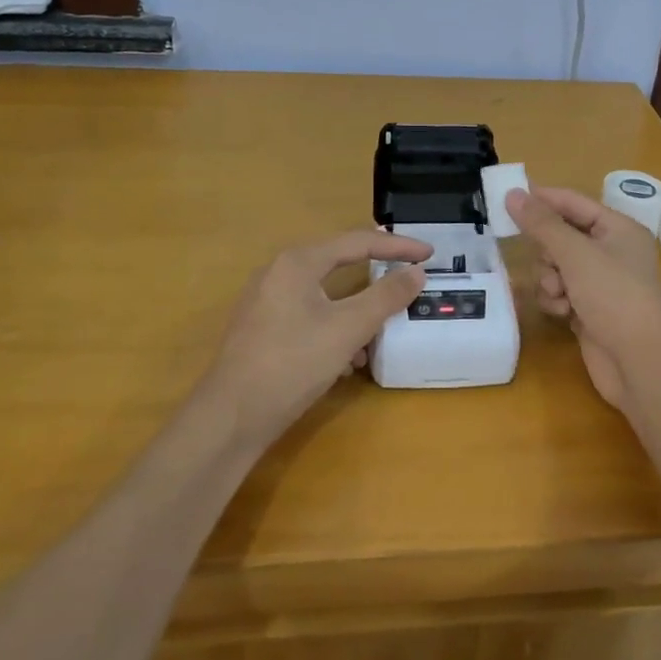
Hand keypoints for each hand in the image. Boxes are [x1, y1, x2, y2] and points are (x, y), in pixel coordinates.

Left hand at [199, 230, 431, 447]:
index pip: (357, 242)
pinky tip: (345, 362)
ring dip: (356, 311)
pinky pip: (309, 317)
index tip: (429, 254)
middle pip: (338, 263)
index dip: (397, 246)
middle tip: (407, 275)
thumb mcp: (348, 328)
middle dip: (375, 275)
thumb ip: (386, 296)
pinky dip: (334, 330)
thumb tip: (416, 272)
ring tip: (378, 334)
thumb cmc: (293, 363)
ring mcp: (267, 303)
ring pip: (325, 295)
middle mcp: (279, 274)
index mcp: (298, 262)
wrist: (231, 417)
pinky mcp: (262, 331)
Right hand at [506, 187, 660, 410]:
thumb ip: (542, 224)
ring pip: (556, 268)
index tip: (506, 198)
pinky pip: (560, 293)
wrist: (640, 362)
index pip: (573, 202)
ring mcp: (600, 283)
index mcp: (618, 228)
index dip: (541, 199)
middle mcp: (611, 252)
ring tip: (560, 295)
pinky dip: (557, 301)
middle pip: (561, 236)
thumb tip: (512, 194)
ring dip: (550, 280)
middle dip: (548, 252)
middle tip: (549, 265)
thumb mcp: (576, 254)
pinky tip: (564, 314)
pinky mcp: (589, 310)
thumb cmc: (614, 296)